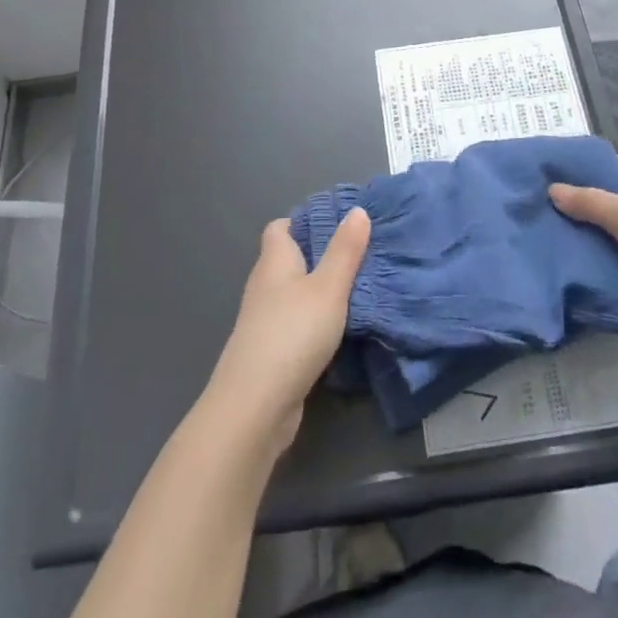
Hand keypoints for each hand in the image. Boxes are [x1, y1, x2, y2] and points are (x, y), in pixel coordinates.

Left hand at [202, 208, 370, 455]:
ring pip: (296, 293)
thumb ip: (345, 250)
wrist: (255, 407)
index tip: (340, 224)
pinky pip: (298, 323)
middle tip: (361, 254)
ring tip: (360, 287)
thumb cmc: (292, 333)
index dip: (306, 221)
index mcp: (274, 261)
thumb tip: (357, 210)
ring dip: (322, 291)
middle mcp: (265, 286)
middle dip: (322, 255)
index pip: (281, 227)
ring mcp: (265, 321)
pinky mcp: (272, 351)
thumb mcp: (328, 287)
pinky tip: (342, 328)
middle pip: (291, 259)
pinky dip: (318, 321)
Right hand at [550, 155, 617, 352]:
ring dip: (600, 232)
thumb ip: (590, 202)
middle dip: (588, 203)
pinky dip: (615, 254)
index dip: (586, 170)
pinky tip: (588, 261)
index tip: (551, 180)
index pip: (617, 163)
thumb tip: (553, 189)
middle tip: (550, 210)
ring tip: (561, 236)